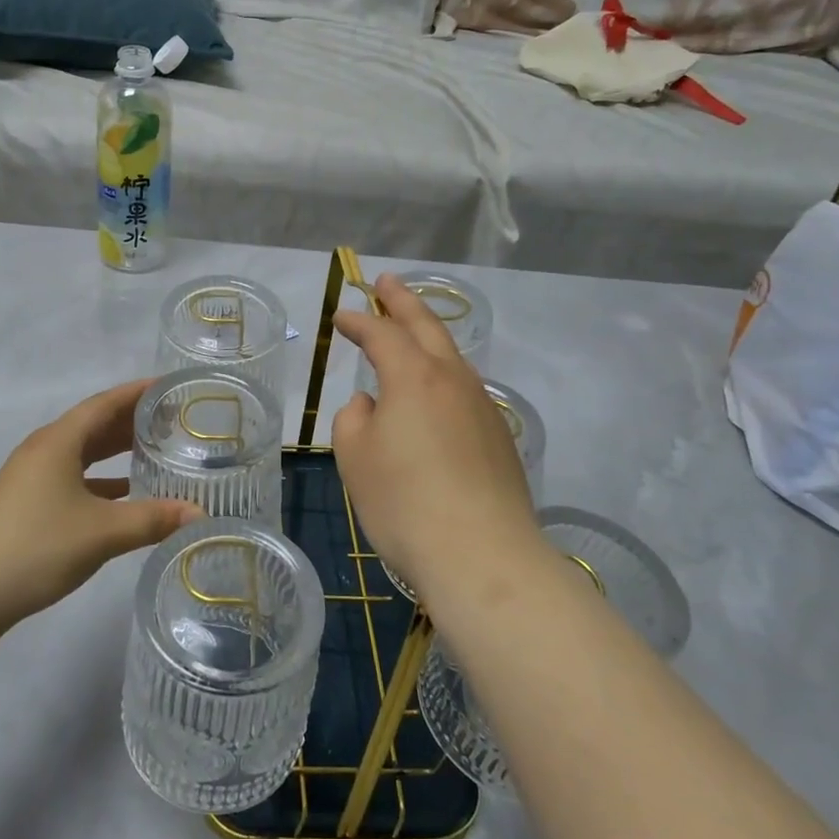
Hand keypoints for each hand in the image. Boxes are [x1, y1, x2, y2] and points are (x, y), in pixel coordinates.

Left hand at [0, 379, 202, 628]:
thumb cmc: (39, 547)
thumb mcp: (104, 532)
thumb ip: (154, 519)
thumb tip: (201, 513)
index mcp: (59, 441)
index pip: (105, 404)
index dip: (137, 393)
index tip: (169, 387)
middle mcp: (44, 449)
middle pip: (94, 424)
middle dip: (132, 420)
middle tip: (172, 419)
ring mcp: (32, 475)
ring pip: (82, 451)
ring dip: (116, 449)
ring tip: (155, 450)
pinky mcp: (28, 500)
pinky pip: (73, 474)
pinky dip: (101, 477)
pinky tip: (124, 493)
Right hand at [332, 275, 539, 601]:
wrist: (483, 557)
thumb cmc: (404, 502)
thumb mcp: (356, 457)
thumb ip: (354, 419)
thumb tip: (372, 405)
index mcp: (414, 376)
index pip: (381, 334)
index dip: (358, 321)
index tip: (340, 316)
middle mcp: (453, 380)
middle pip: (427, 327)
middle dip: (403, 302)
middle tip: (387, 282)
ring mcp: (483, 407)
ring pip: (452, 357)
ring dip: (429, 336)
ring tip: (412, 330)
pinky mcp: (498, 437)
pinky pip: (464, 389)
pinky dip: (443, 374)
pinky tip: (436, 391)